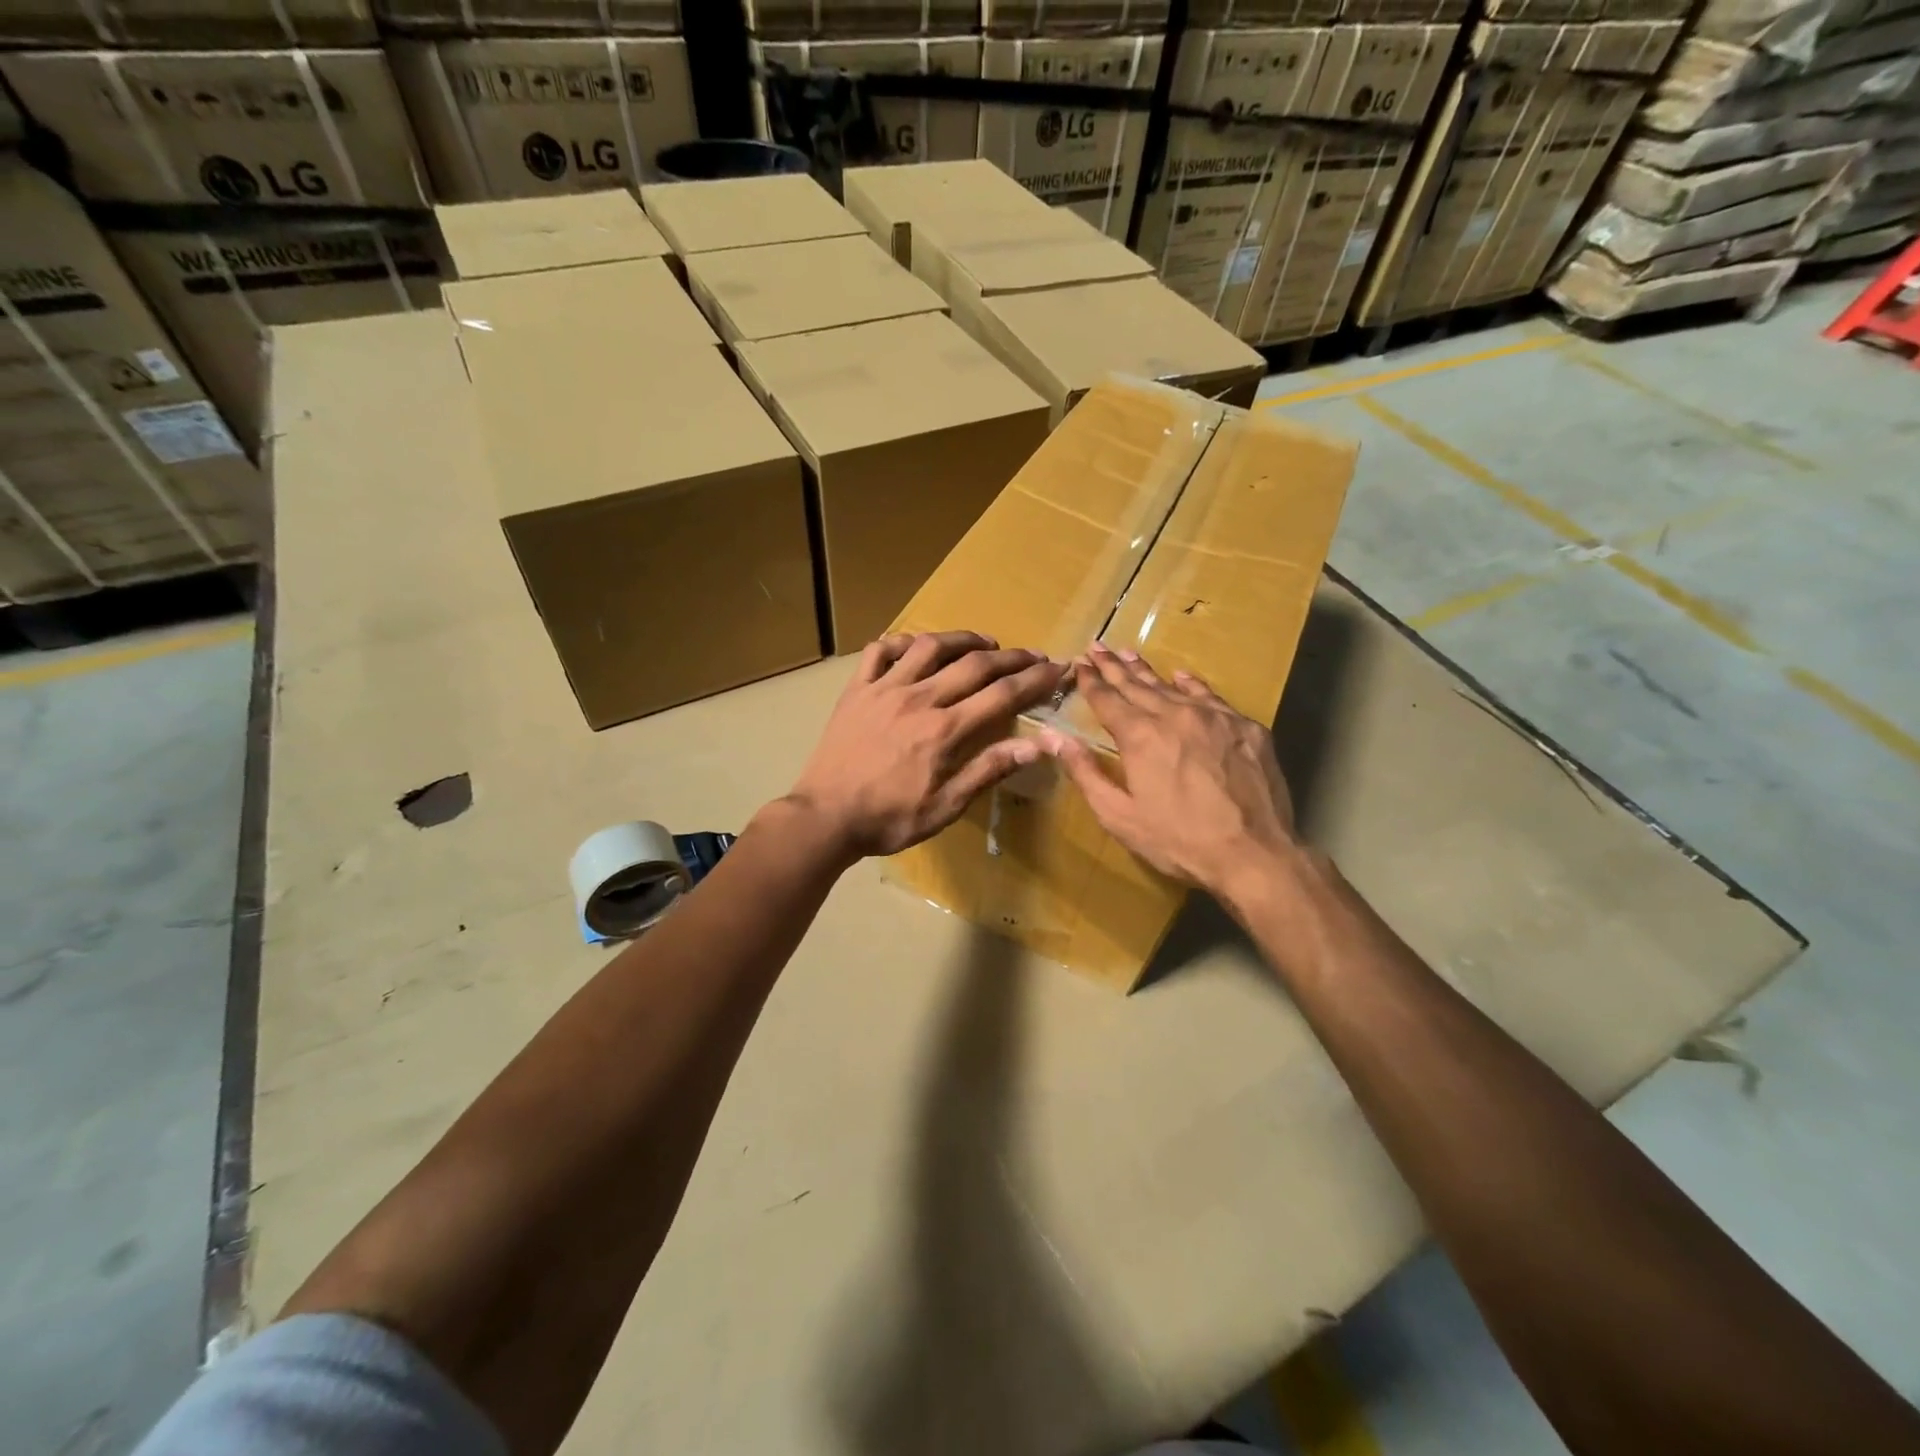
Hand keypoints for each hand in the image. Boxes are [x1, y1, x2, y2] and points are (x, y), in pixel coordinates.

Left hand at [786, 631, 1066, 859]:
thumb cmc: (888, 819)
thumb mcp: (945, 808)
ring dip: (962, 639)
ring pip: (929, 646)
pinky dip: (903, 641)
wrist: (825, 817)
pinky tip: (918, 647)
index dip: (1034, 679)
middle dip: (1011, 656)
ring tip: (984, 644)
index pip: (1001, 695)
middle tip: (1033, 655)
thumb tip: (1036, 745)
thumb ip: (988, 771)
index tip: (1057, 668)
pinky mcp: (857, 690)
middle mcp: (918, 699)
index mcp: (944, 731)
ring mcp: (883, 689)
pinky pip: (880, 651)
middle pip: (974, 664)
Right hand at [1041, 644, 1297, 904]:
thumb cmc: (1178, 840)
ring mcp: (1214, 717)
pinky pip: (1211, 697)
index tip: (1078, 663)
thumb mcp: (1119, 815)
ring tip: (1129, 654)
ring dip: (1147, 671)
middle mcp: (1174, 715)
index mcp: (1140, 736)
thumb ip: (1084, 772)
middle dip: (1113, 666)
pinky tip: (1182, 677)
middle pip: (1137, 685)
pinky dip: (1191, 685)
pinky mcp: (1245, 728)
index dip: (1090, 681)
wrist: (1253, 853)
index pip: (1107, 699)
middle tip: (1097, 647)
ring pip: (1172, 686)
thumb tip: (1052, 736)